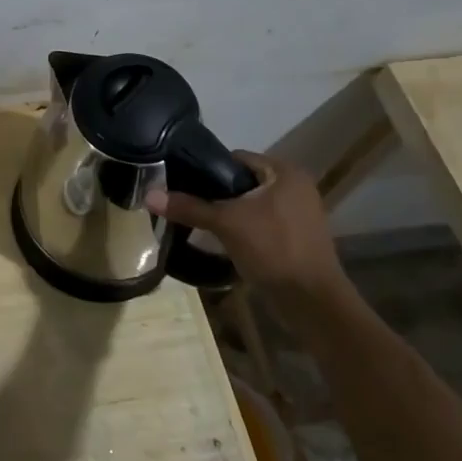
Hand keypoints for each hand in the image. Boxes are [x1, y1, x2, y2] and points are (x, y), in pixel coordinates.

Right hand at [145, 151, 346, 302]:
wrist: (312, 302)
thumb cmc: (273, 250)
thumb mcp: (226, 224)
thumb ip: (189, 207)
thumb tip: (148, 195)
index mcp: (285, 172)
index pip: (236, 158)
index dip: (207, 169)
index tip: (183, 182)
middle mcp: (295, 187)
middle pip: (242, 182)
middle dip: (216, 194)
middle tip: (188, 204)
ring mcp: (299, 213)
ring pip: (250, 204)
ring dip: (228, 213)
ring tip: (199, 222)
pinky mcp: (296, 237)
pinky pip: (260, 223)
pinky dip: (242, 228)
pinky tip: (222, 240)